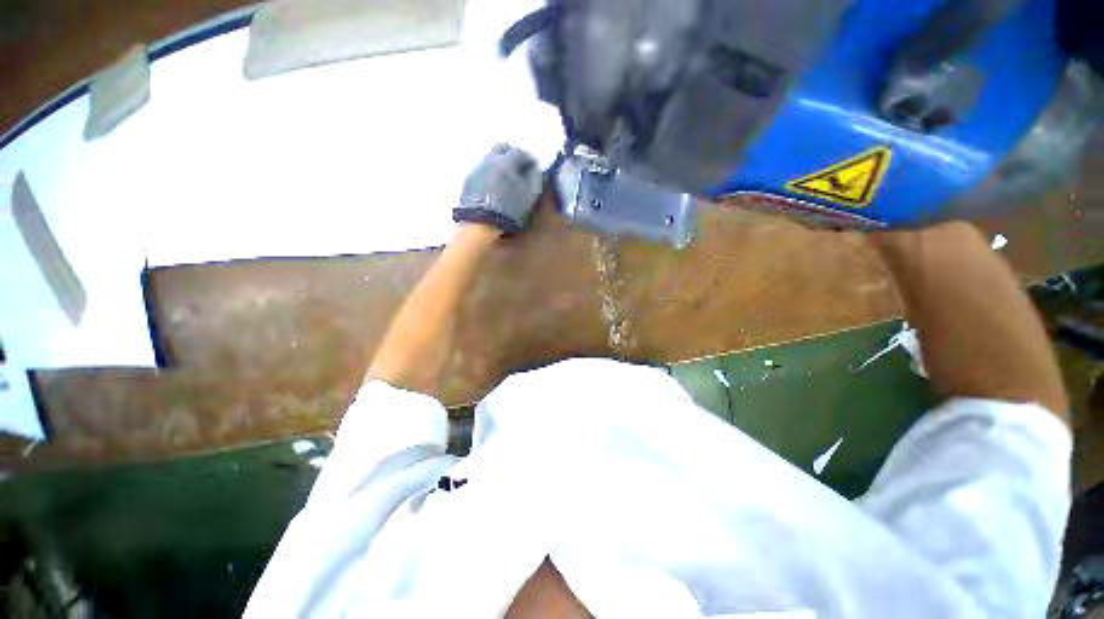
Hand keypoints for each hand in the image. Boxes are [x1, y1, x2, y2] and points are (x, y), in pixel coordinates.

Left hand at [454, 143, 542, 234]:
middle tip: (519, 168)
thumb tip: (533, 168)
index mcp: (506, 161)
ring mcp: (477, 169)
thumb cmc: (509, 209)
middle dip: (512, 155)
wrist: (481, 223)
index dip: (528, 160)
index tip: (533, 168)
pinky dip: (491, 174)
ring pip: (491, 158)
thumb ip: (533, 178)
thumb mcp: (528, 195)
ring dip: (500, 164)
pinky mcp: (469, 180)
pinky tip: (494, 187)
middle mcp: (490, 160)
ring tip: (507, 179)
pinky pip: (482, 170)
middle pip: (501, 148)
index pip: (520, 152)